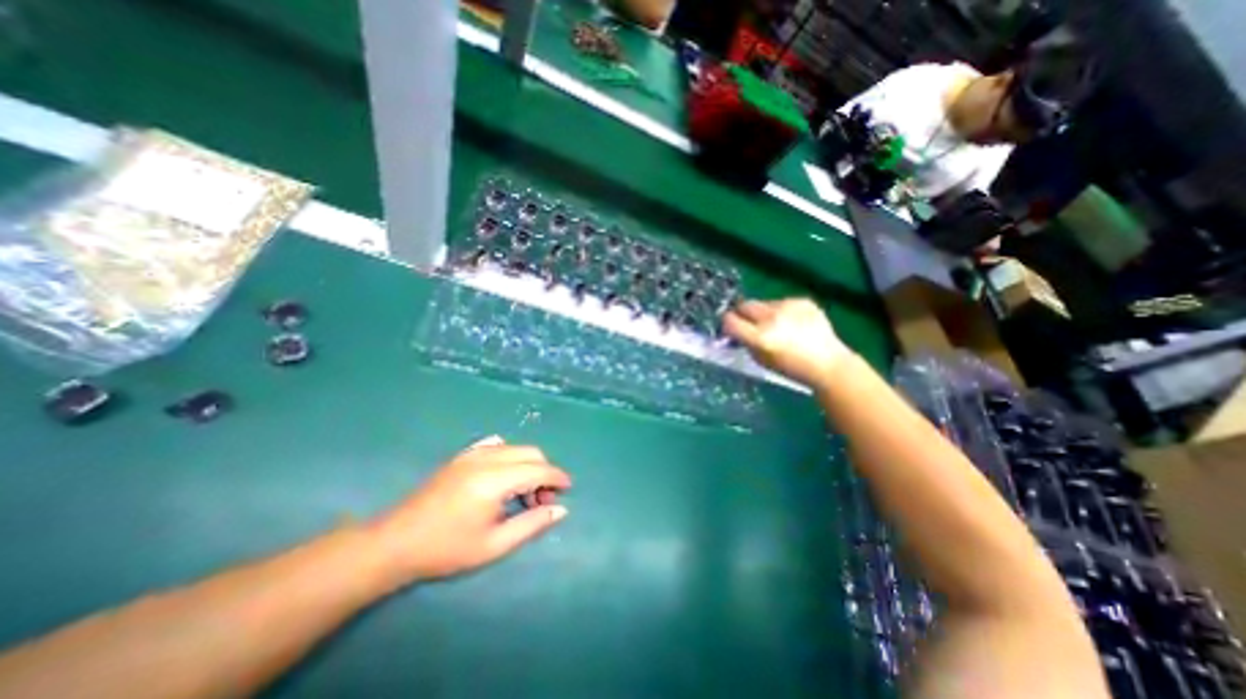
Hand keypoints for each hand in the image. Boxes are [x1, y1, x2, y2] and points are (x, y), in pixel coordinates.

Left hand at [366, 437, 567, 582]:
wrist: (395, 543)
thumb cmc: (446, 549)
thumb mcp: (494, 545)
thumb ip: (532, 524)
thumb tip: (561, 510)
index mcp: (495, 480)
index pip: (539, 469)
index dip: (557, 478)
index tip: (567, 490)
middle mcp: (487, 458)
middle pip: (531, 453)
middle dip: (544, 472)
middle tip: (542, 500)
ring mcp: (473, 453)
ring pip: (516, 448)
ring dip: (528, 465)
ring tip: (523, 494)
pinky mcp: (463, 455)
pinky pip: (497, 446)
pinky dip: (510, 457)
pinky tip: (504, 478)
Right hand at [728, 296, 852, 390]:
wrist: (829, 364)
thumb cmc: (791, 368)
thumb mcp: (761, 360)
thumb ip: (745, 343)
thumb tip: (734, 332)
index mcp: (761, 337)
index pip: (730, 320)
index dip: (727, 324)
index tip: (729, 329)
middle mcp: (773, 318)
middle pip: (745, 305)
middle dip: (742, 314)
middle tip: (747, 324)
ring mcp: (789, 306)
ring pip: (763, 303)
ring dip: (763, 313)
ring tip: (776, 326)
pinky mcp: (803, 301)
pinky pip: (782, 302)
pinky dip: (782, 311)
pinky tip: (792, 324)